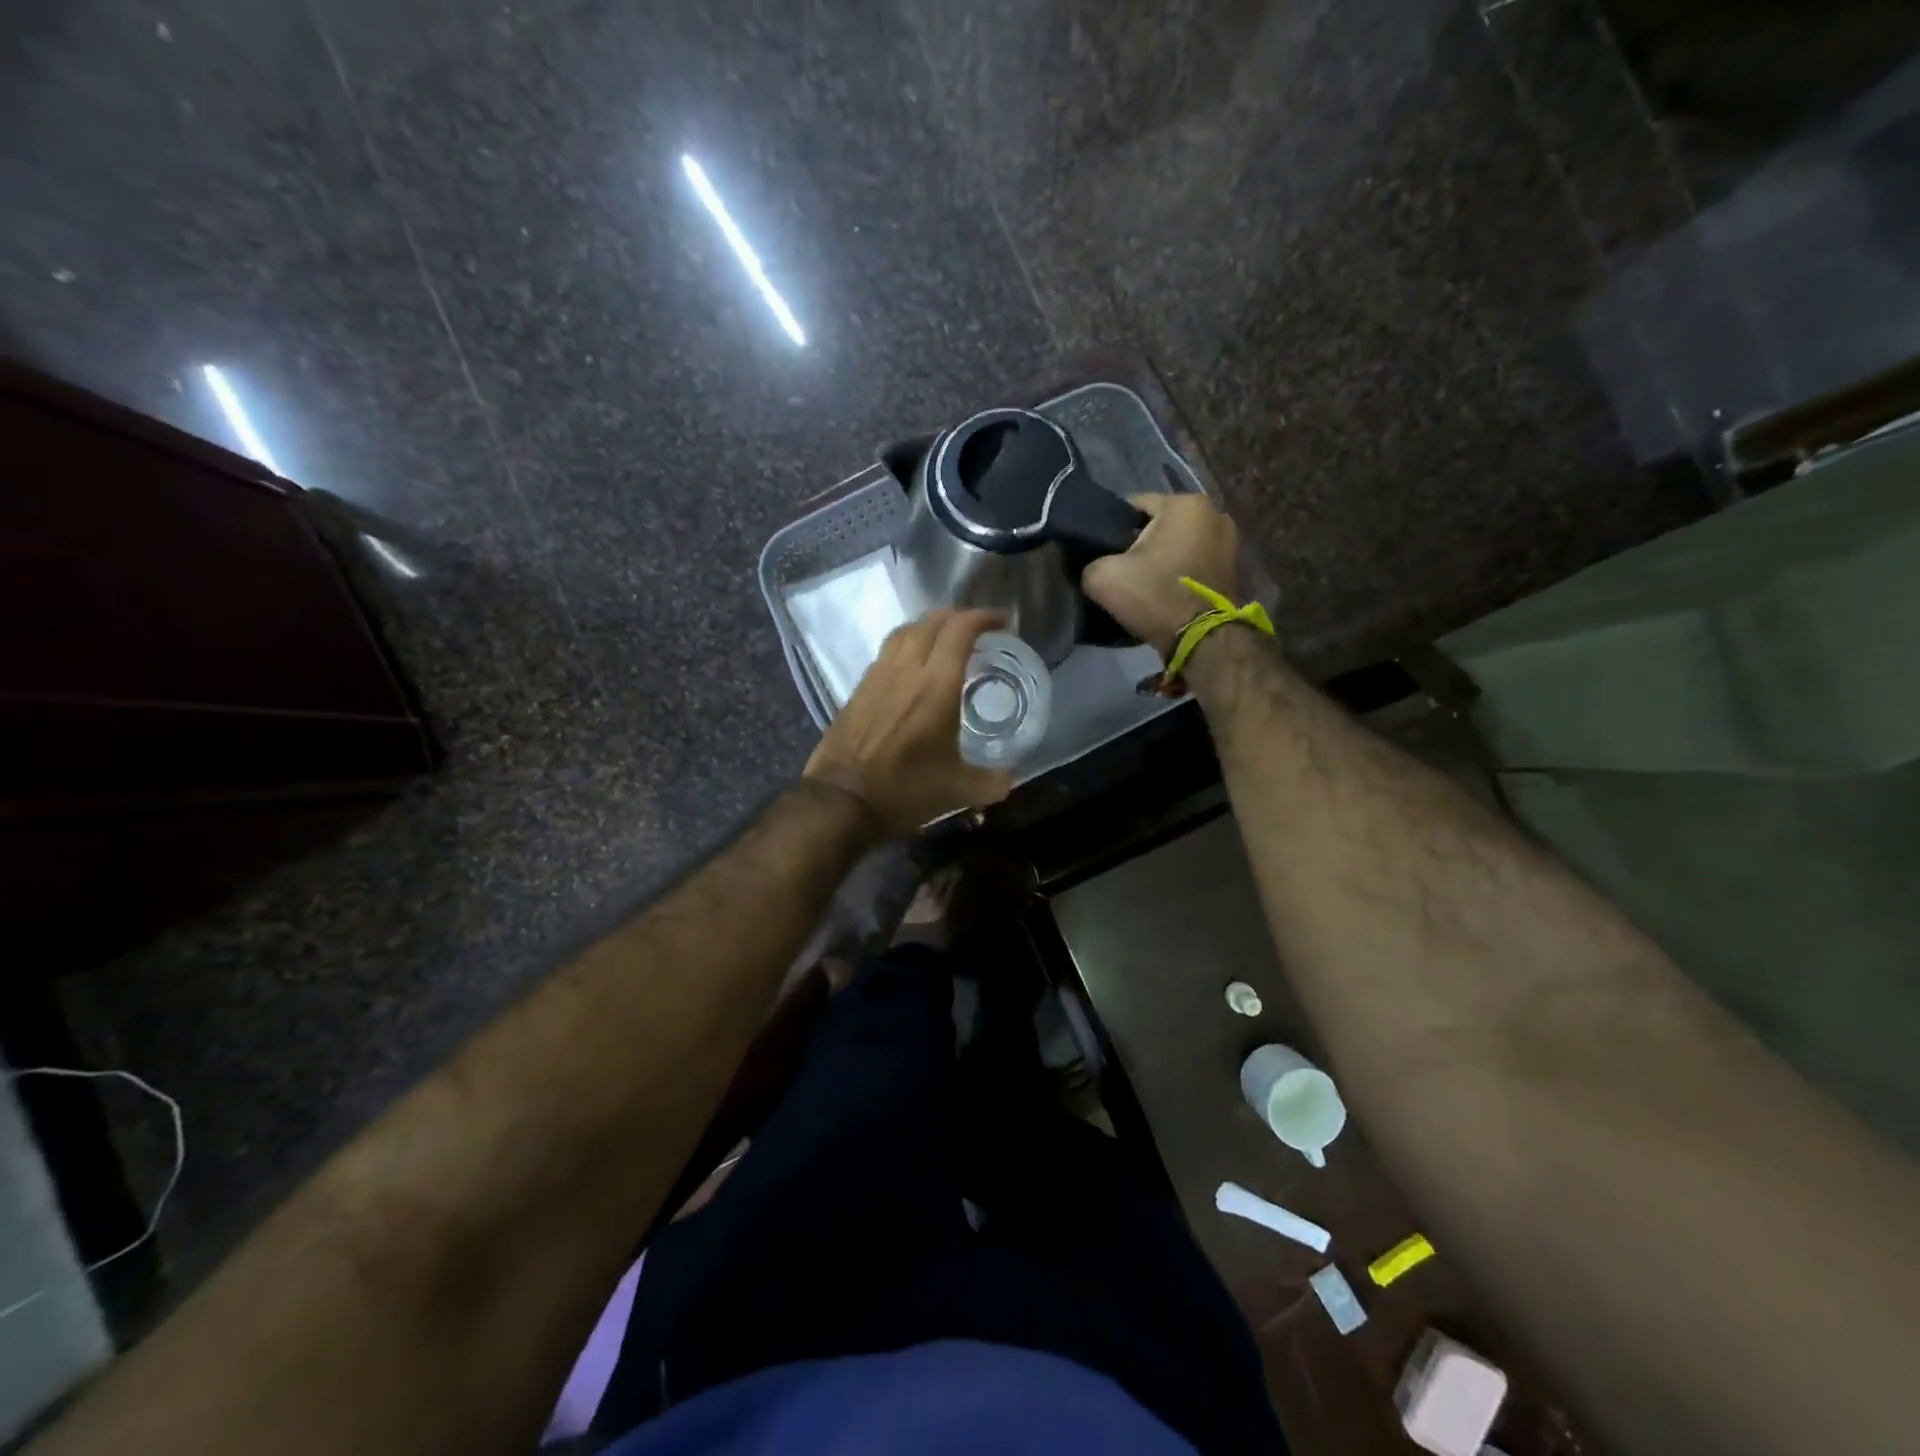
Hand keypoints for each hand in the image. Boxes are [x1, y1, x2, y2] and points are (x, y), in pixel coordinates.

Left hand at [803, 609, 1013, 835]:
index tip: (1003, 624)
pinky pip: (888, 649)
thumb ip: (991, 782)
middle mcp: (907, 669)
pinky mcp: (860, 686)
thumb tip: (1011, 777)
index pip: (961, 629)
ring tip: (946, 641)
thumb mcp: (957, 791)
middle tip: (979, 632)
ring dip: (931, 626)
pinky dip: (908, 643)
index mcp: (937, 685)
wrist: (841, 800)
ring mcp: (878, 674)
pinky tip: (913, 665)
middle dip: (960, 617)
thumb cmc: (904, 791)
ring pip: (907, 630)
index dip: (984, 617)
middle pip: (933, 620)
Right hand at [1082, 493, 1242, 656]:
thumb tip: (1095, 564)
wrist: (1201, 639)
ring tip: (1143, 582)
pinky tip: (1165, 590)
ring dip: (1161, 558)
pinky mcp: (1232, 566)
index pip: (1133, 505)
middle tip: (1122, 570)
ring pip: (1177, 543)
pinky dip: (1179, 570)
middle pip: (1159, 524)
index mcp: (1184, 503)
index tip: (1102, 553)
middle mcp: (1213, 512)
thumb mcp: (1103, 577)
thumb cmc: (1155, 596)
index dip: (1112, 529)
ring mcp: (1229, 540)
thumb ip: (1091, 561)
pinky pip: (1193, 560)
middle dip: (1140, 542)